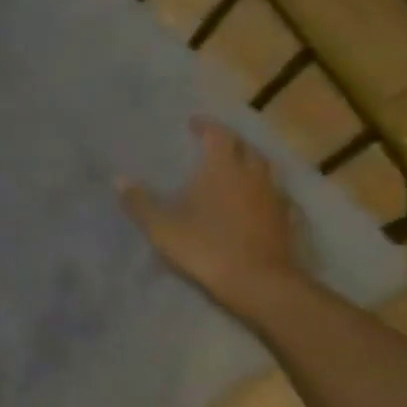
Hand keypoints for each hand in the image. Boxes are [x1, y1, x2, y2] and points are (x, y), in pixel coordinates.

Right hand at [118, 117, 302, 314]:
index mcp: (222, 168)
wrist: (259, 283)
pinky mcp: (288, 220)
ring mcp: (275, 197)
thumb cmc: (205, 248)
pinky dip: (266, 192)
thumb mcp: (162, 227)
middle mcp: (253, 175)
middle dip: (231, 142)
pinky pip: (278, 195)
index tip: (194, 123)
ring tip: (236, 170)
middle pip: (246, 147)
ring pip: (266, 169)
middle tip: (215, 145)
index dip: (206, 126)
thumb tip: (118, 179)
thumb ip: (140, 202)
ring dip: (251, 164)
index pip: (218, 134)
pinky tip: (259, 202)